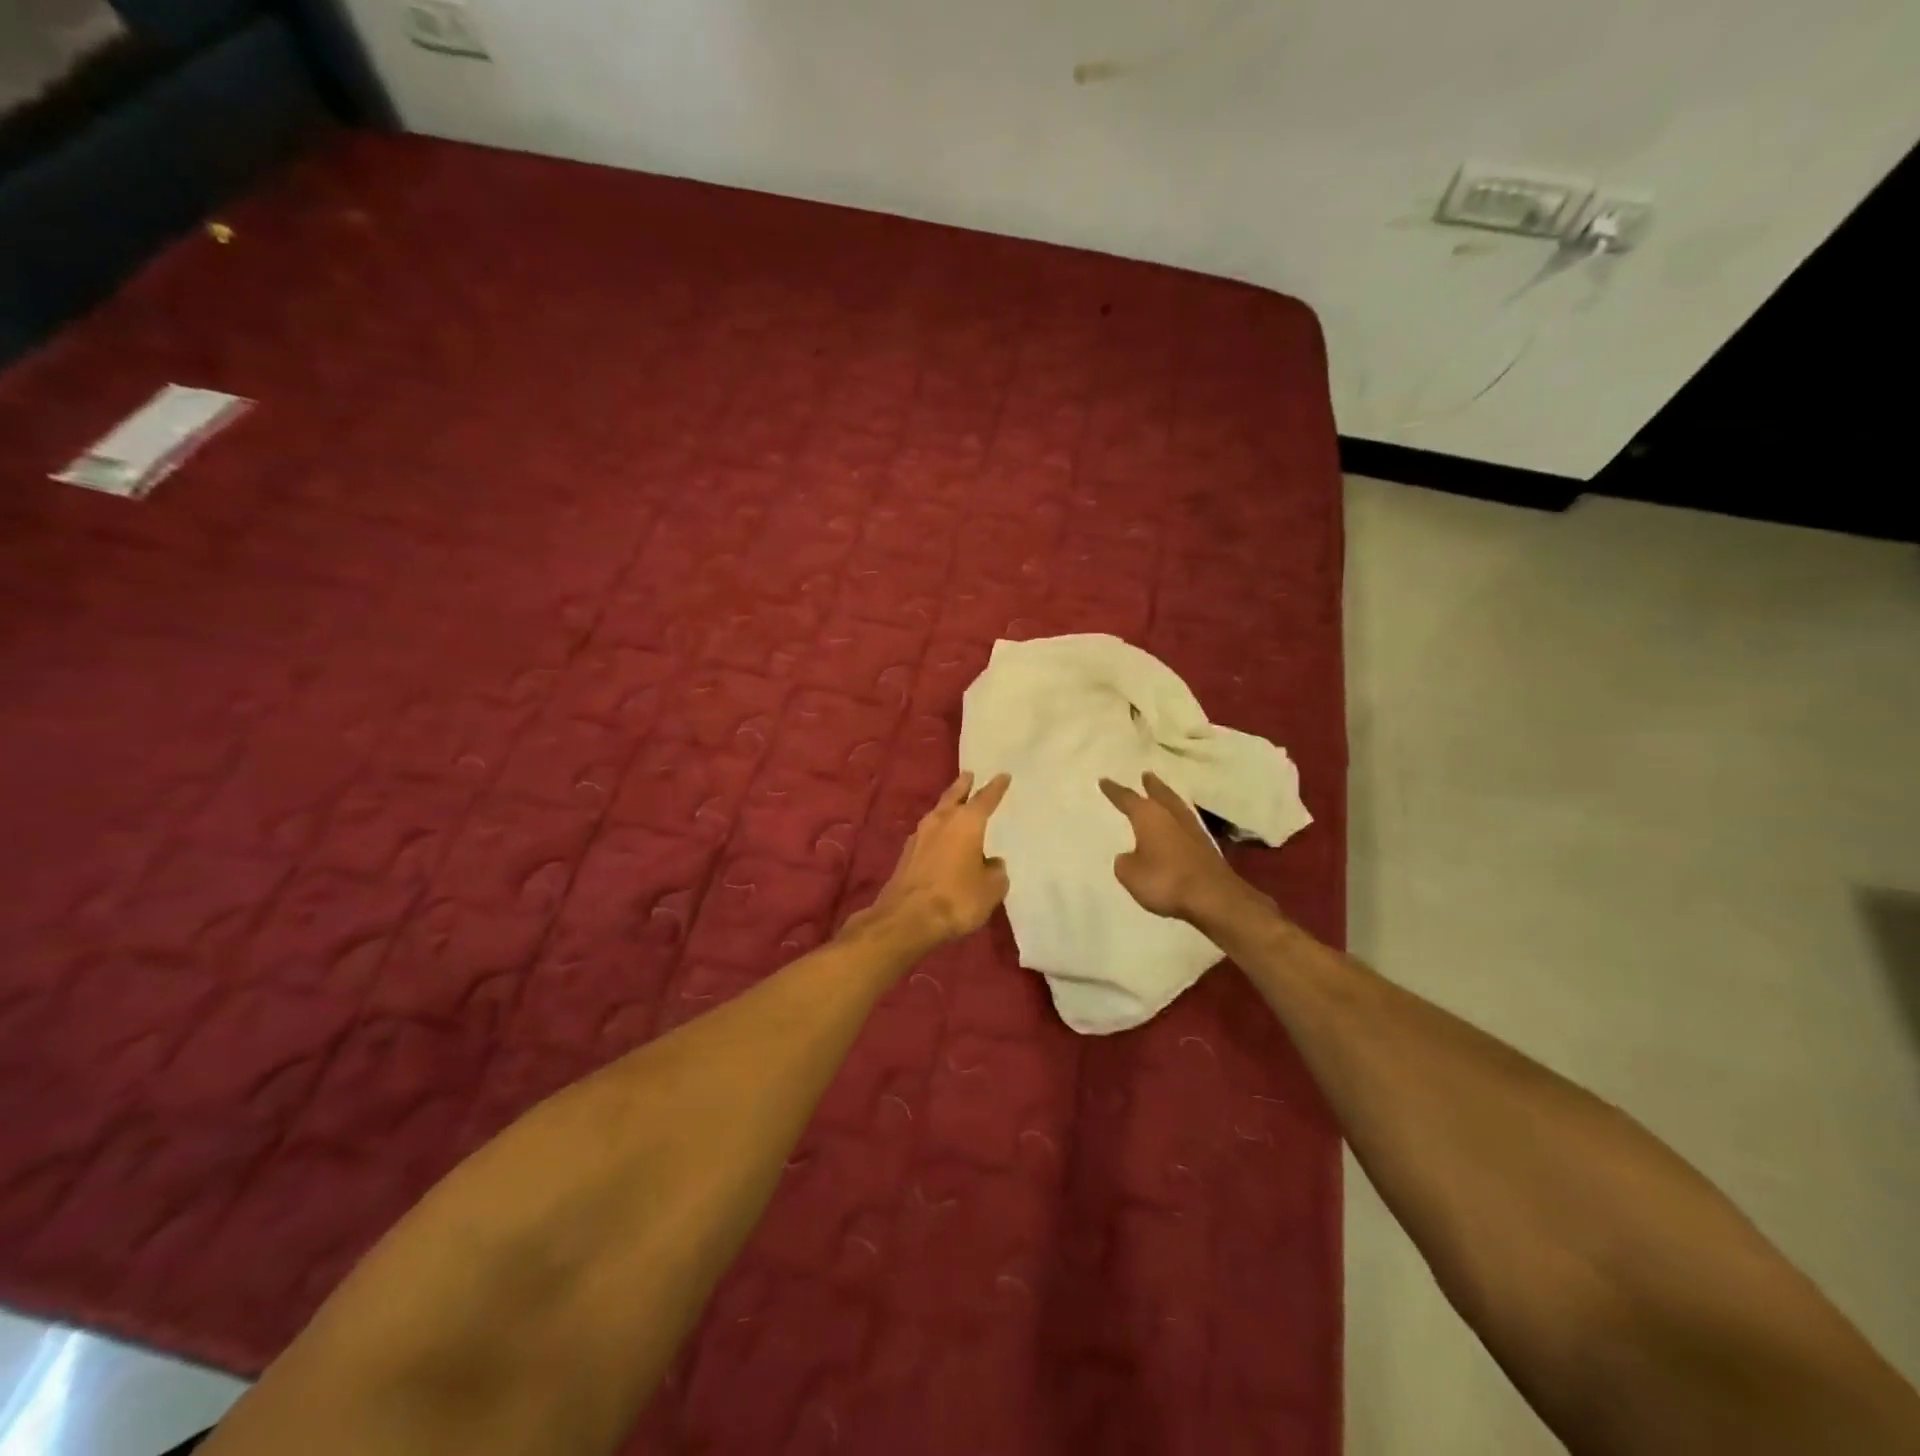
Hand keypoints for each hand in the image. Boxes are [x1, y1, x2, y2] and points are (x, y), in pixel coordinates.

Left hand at [856, 772, 1011, 951]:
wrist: (907, 918)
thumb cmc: (957, 898)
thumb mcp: (991, 889)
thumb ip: (996, 872)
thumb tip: (992, 863)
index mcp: (967, 823)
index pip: (985, 798)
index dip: (996, 787)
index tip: (1003, 775)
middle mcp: (942, 821)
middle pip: (954, 796)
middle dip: (963, 786)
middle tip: (968, 775)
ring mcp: (920, 836)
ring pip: (938, 813)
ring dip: (947, 807)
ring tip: (955, 804)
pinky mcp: (907, 855)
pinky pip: (927, 834)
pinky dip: (937, 831)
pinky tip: (939, 838)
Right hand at [1099, 772, 1239, 922]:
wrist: (1213, 897)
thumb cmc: (1165, 879)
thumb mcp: (1130, 874)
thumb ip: (1125, 861)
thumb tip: (1129, 856)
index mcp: (1148, 815)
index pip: (1127, 798)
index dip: (1114, 790)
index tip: (1104, 780)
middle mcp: (1171, 815)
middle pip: (1159, 793)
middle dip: (1151, 785)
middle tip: (1146, 775)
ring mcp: (1192, 829)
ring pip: (1176, 806)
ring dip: (1167, 799)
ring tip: (1161, 794)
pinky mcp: (1206, 845)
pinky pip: (1186, 824)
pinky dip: (1178, 820)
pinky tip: (1176, 825)